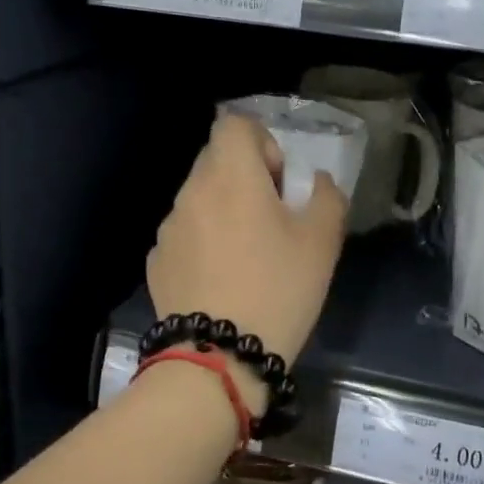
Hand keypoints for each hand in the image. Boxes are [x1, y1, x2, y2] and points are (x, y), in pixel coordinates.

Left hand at [148, 115, 348, 383]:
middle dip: (245, 178)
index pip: (234, 125)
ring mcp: (168, 228)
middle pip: (215, 160)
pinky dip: (203, 243)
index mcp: (231, 177)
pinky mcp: (157, 262)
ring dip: (223, 211)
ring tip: (246, 257)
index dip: (262, 142)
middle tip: (271, 220)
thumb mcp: (322, 242)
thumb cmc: (278, 290)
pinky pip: (185, 234)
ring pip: (199, 199)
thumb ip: (326, 197)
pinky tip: (221, 282)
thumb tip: (315, 181)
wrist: (218, 359)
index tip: (278, 182)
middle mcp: (192, 192)